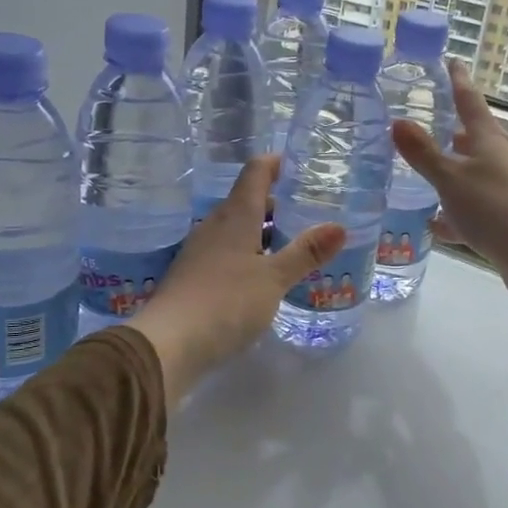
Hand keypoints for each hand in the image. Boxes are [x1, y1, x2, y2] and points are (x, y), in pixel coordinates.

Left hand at [129, 155, 343, 403]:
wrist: (167, 344)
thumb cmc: (226, 302)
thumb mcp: (274, 278)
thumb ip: (305, 252)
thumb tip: (340, 226)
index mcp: (236, 216)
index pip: (255, 173)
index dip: (276, 163)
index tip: (298, 163)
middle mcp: (215, 225)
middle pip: (246, 201)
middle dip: (276, 202)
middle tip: (308, 210)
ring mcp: (201, 251)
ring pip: (237, 228)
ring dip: (263, 231)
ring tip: (293, 244)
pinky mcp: (194, 276)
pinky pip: (227, 251)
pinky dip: (249, 253)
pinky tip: (264, 275)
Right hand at [390, 61, 507, 307]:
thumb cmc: (492, 206)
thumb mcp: (449, 178)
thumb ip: (422, 153)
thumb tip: (398, 122)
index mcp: (489, 140)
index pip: (470, 101)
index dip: (458, 81)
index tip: (452, 62)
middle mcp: (501, 158)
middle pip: (475, 137)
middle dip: (454, 130)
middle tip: (431, 122)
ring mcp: (506, 187)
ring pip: (474, 173)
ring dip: (453, 171)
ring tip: (427, 172)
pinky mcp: (507, 217)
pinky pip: (475, 207)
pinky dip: (455, 212)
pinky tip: (435, 224)